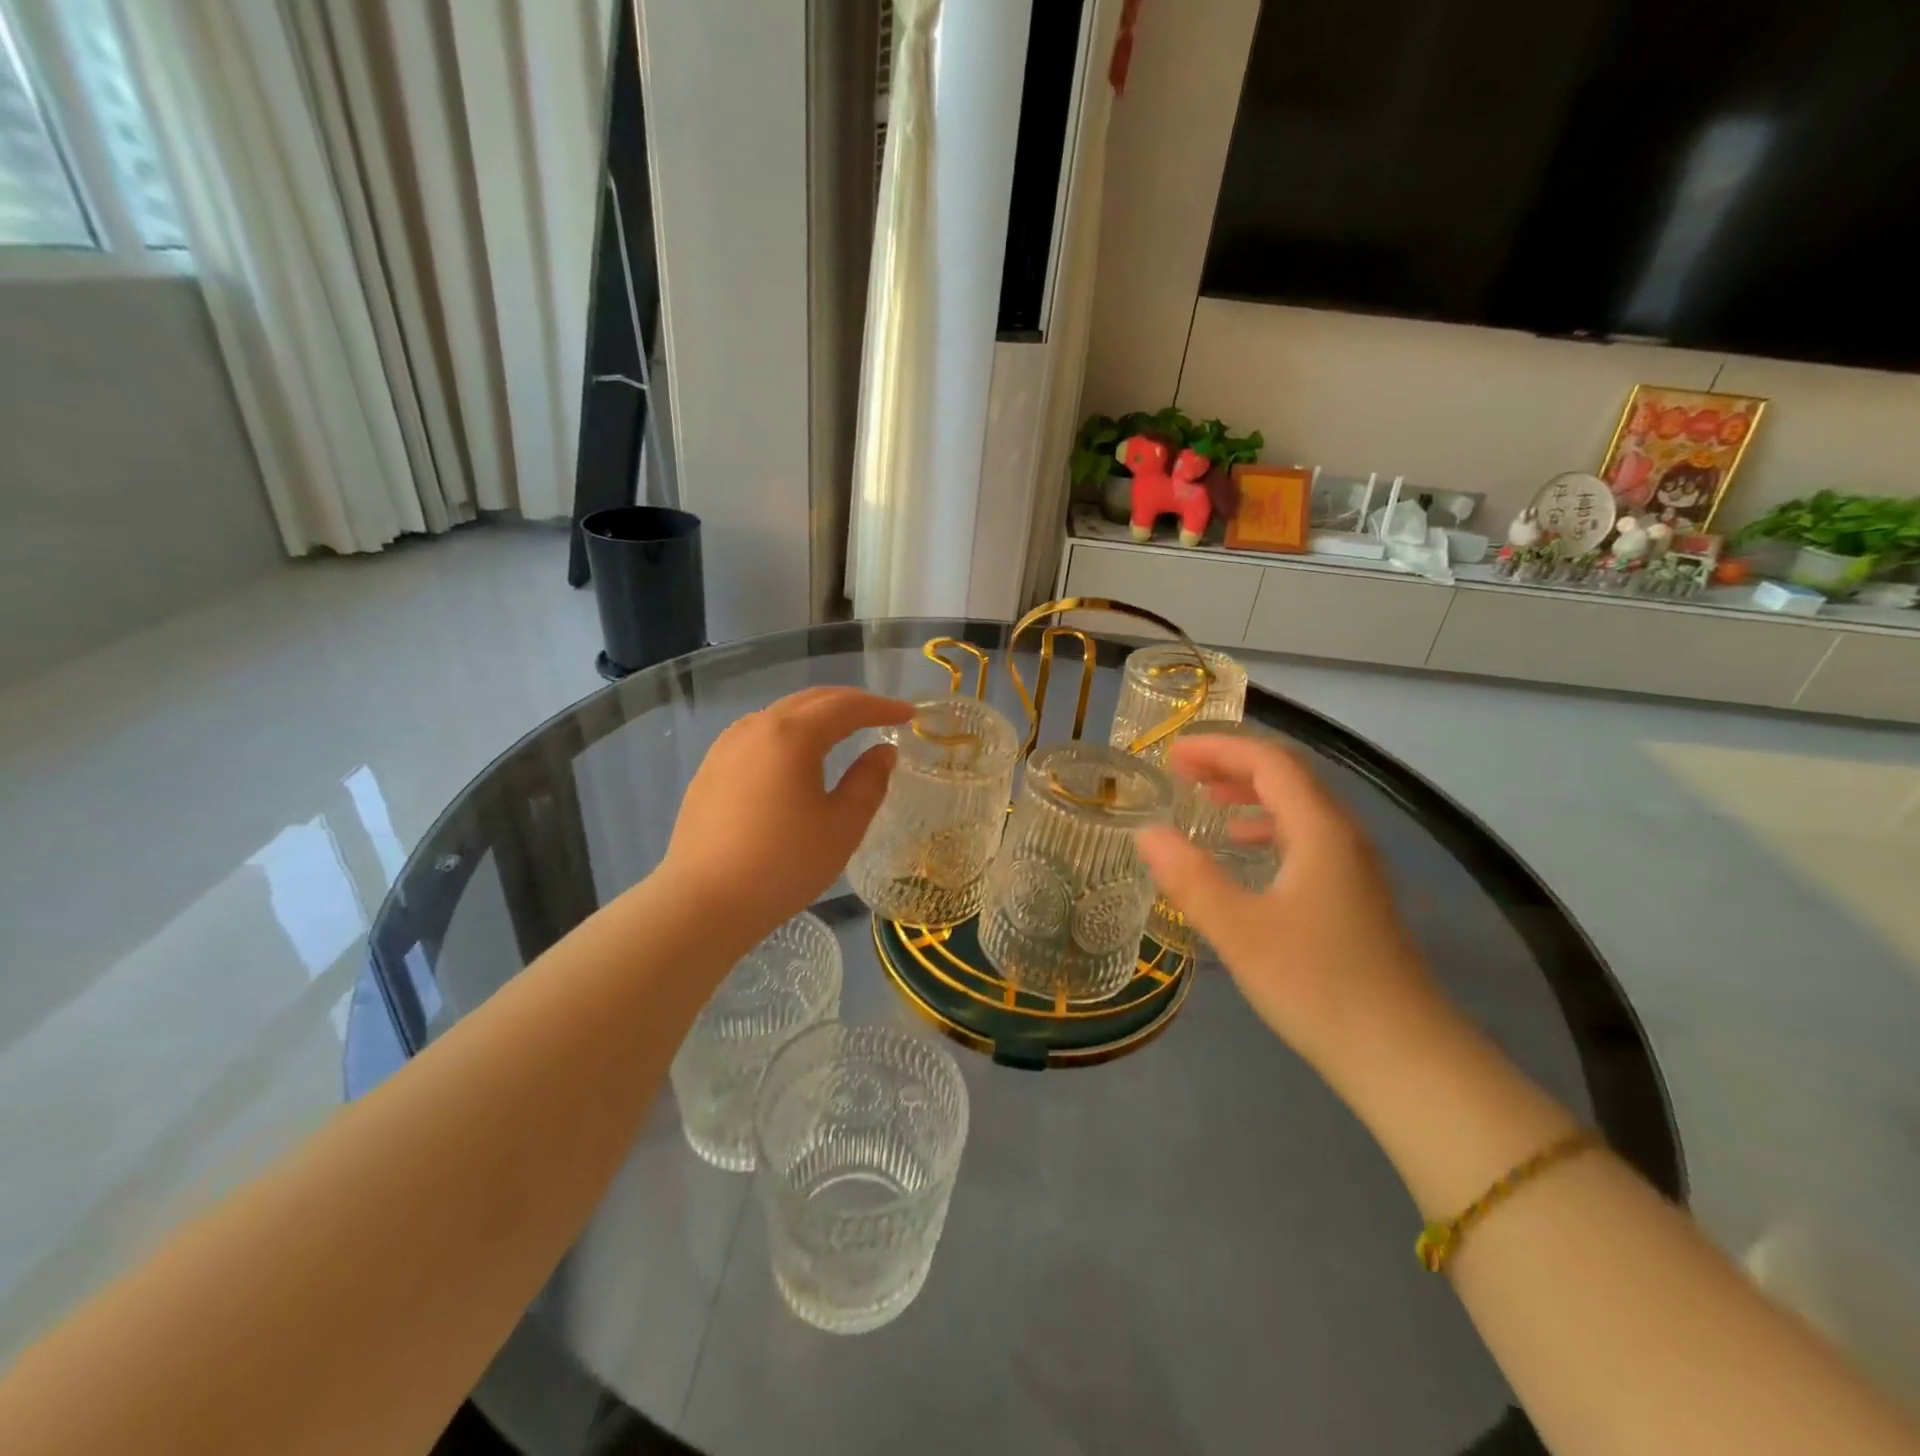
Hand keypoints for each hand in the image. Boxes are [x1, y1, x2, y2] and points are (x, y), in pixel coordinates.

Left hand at [661, 686, 912, 942]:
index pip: (845, 706)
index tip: (908, 714)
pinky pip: (759, 734)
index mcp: (792, 735)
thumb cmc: (783, 864)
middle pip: (810, 701)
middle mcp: (756, 727)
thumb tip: (883, 751)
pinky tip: (796, 755)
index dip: (880, 707)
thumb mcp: (842, 826)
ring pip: (781, 714)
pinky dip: (789, 732)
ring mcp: (727, 746)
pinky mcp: (710, 768)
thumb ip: (869, 781)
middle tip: (880, 715)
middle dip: (850, 703)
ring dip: (817, 715)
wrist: (704, 902)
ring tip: (842, 731)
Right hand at [1137, 733, 1447, 1080]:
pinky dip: (1268, 828)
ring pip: (1299, 808)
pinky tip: (1245, 852)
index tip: (1171, 754)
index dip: (1219, 748)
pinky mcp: (1353, 895)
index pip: (1269, 762)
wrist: (1403, 1055)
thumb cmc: (1317, 984)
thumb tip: (1147, 833)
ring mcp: (1353, 867)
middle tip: (1182, 772)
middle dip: (1232, 764)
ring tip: (1207, 802)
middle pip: (1288, 777)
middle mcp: (1342, 836)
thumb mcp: (1239, 930)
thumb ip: (1190, 878)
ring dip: (1250, 795)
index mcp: (1320, 830)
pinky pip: (1305, 838)